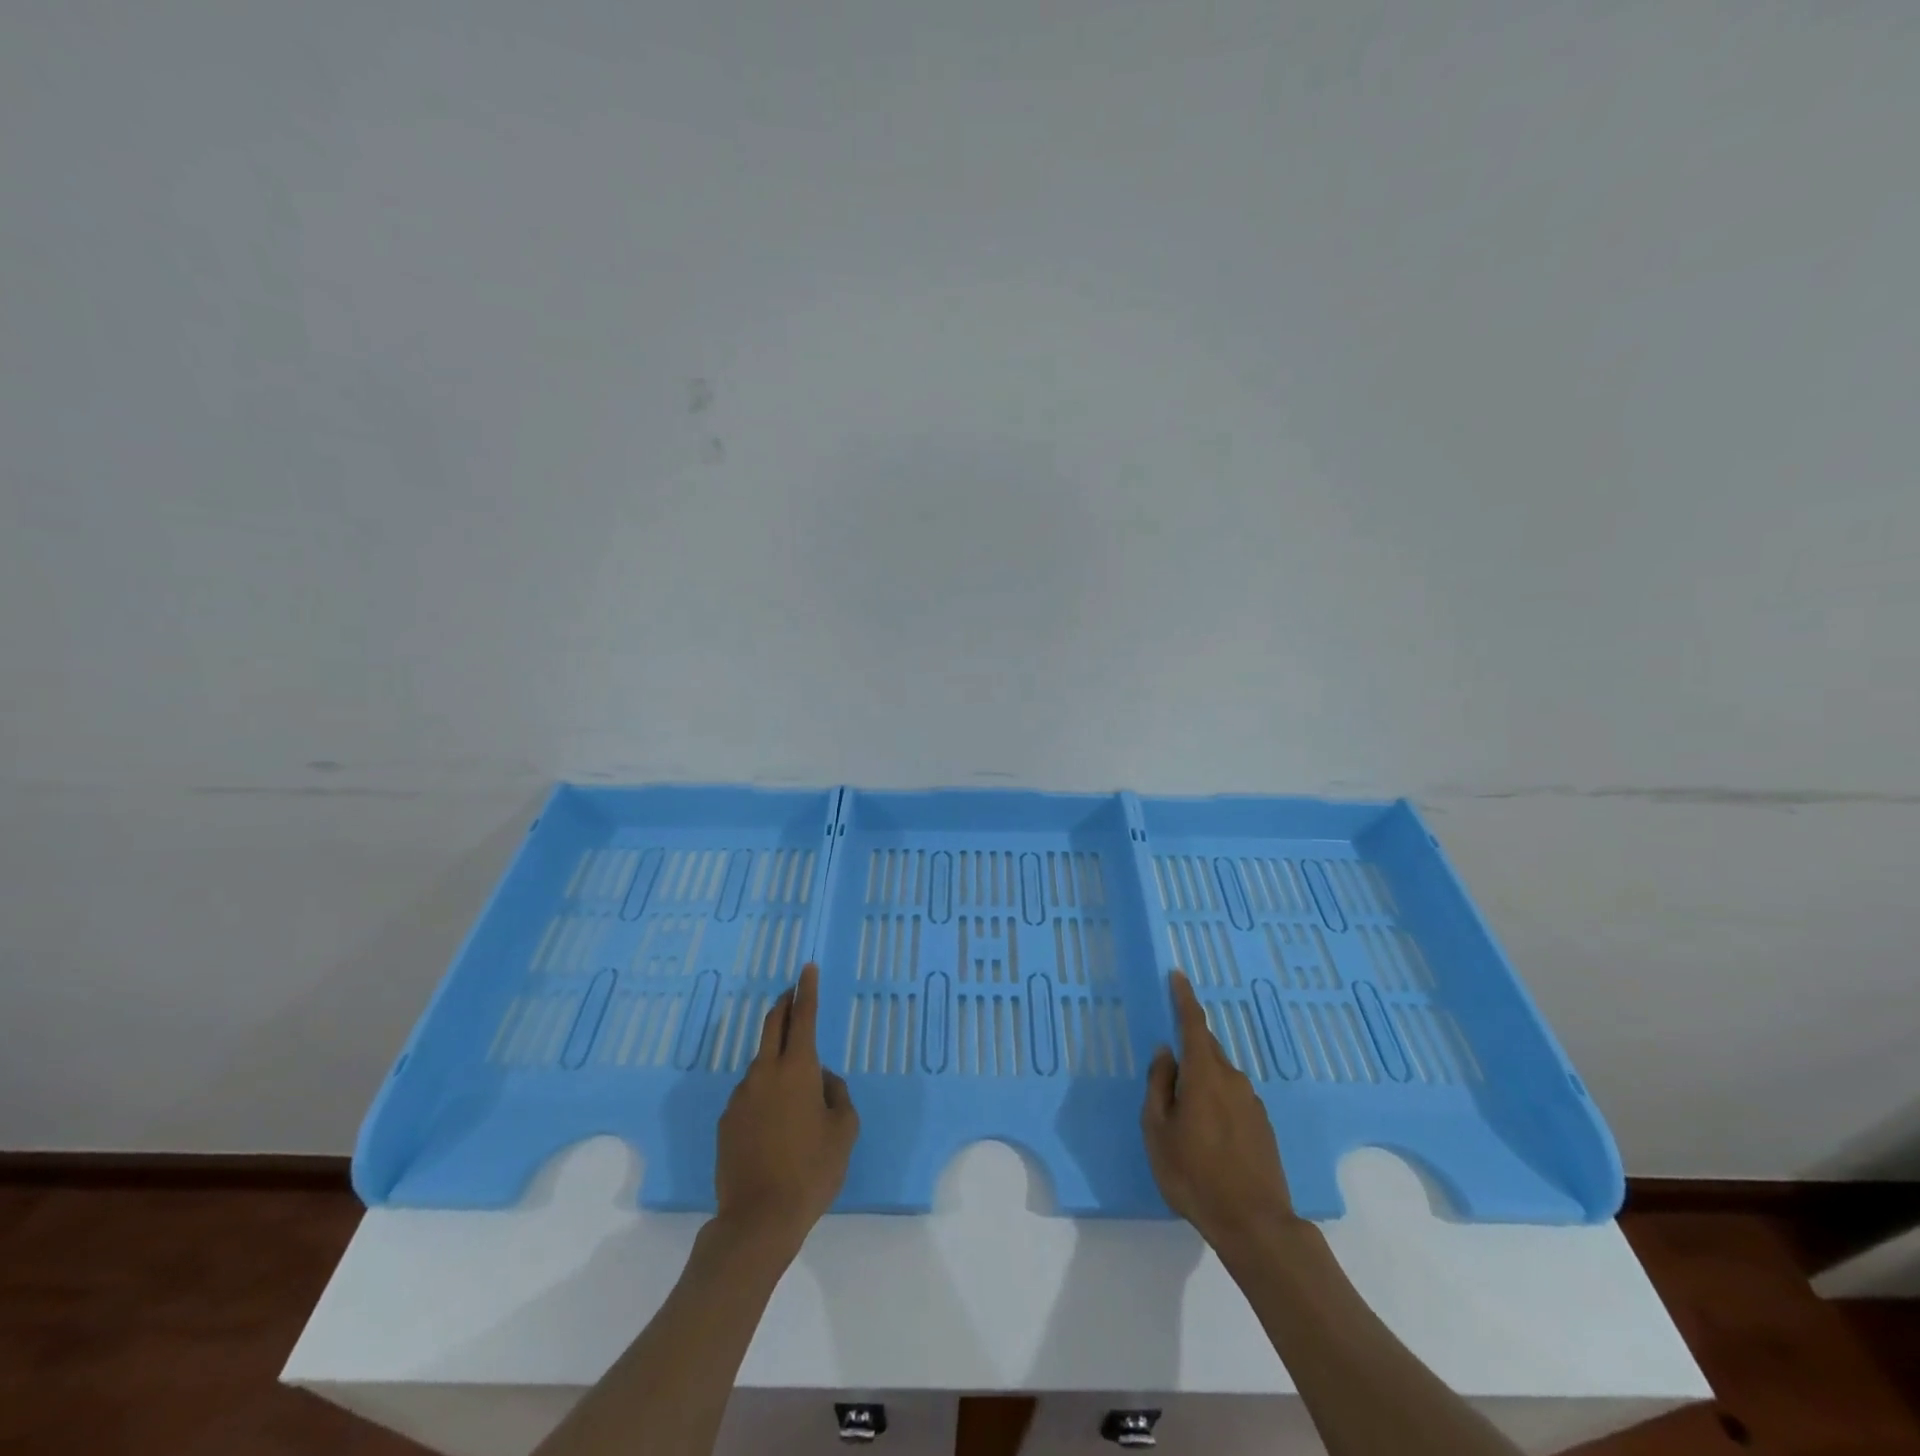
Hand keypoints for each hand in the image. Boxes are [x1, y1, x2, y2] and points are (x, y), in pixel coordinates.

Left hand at [714, 964, 858, 1260]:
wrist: (758, 1220)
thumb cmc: (812, 1170)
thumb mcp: (844, 1130)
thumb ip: (838, 1094)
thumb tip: (823, 1079)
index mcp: (798, 1069)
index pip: (804, 1016)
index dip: (807, 989)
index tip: (807, 968)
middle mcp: (765, 1072)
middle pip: (773, 1025)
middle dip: (784, 1004)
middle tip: (793, 994)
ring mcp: (741, 1096)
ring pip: (761, 1063)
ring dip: (776, 1057)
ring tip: (795, 1087)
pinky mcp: (727, 1120)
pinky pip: (750, 1093)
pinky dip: (764, 1091)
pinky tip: (774, 1122)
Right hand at [1142, 970, 1301, 1258]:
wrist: (1255, 1225)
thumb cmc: (1195, 1175)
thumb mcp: (1158, 1131)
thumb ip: (1159, 1086)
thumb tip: (1165, 1054)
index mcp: (1204, 1075)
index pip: (1194, 1024)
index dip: (1184, 998)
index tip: (1178, 975)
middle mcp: (1232, 1079)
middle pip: (1208, 1048)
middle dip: (1189, 1045)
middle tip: (1169, 1063)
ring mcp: (1252, 1103)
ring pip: (1220, 1075)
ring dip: (1202, 1077)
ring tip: (1184, 1108)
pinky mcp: (1263, 1126)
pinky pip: (1233, 1097)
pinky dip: (1216, 1098)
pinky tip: (1207, 1130)